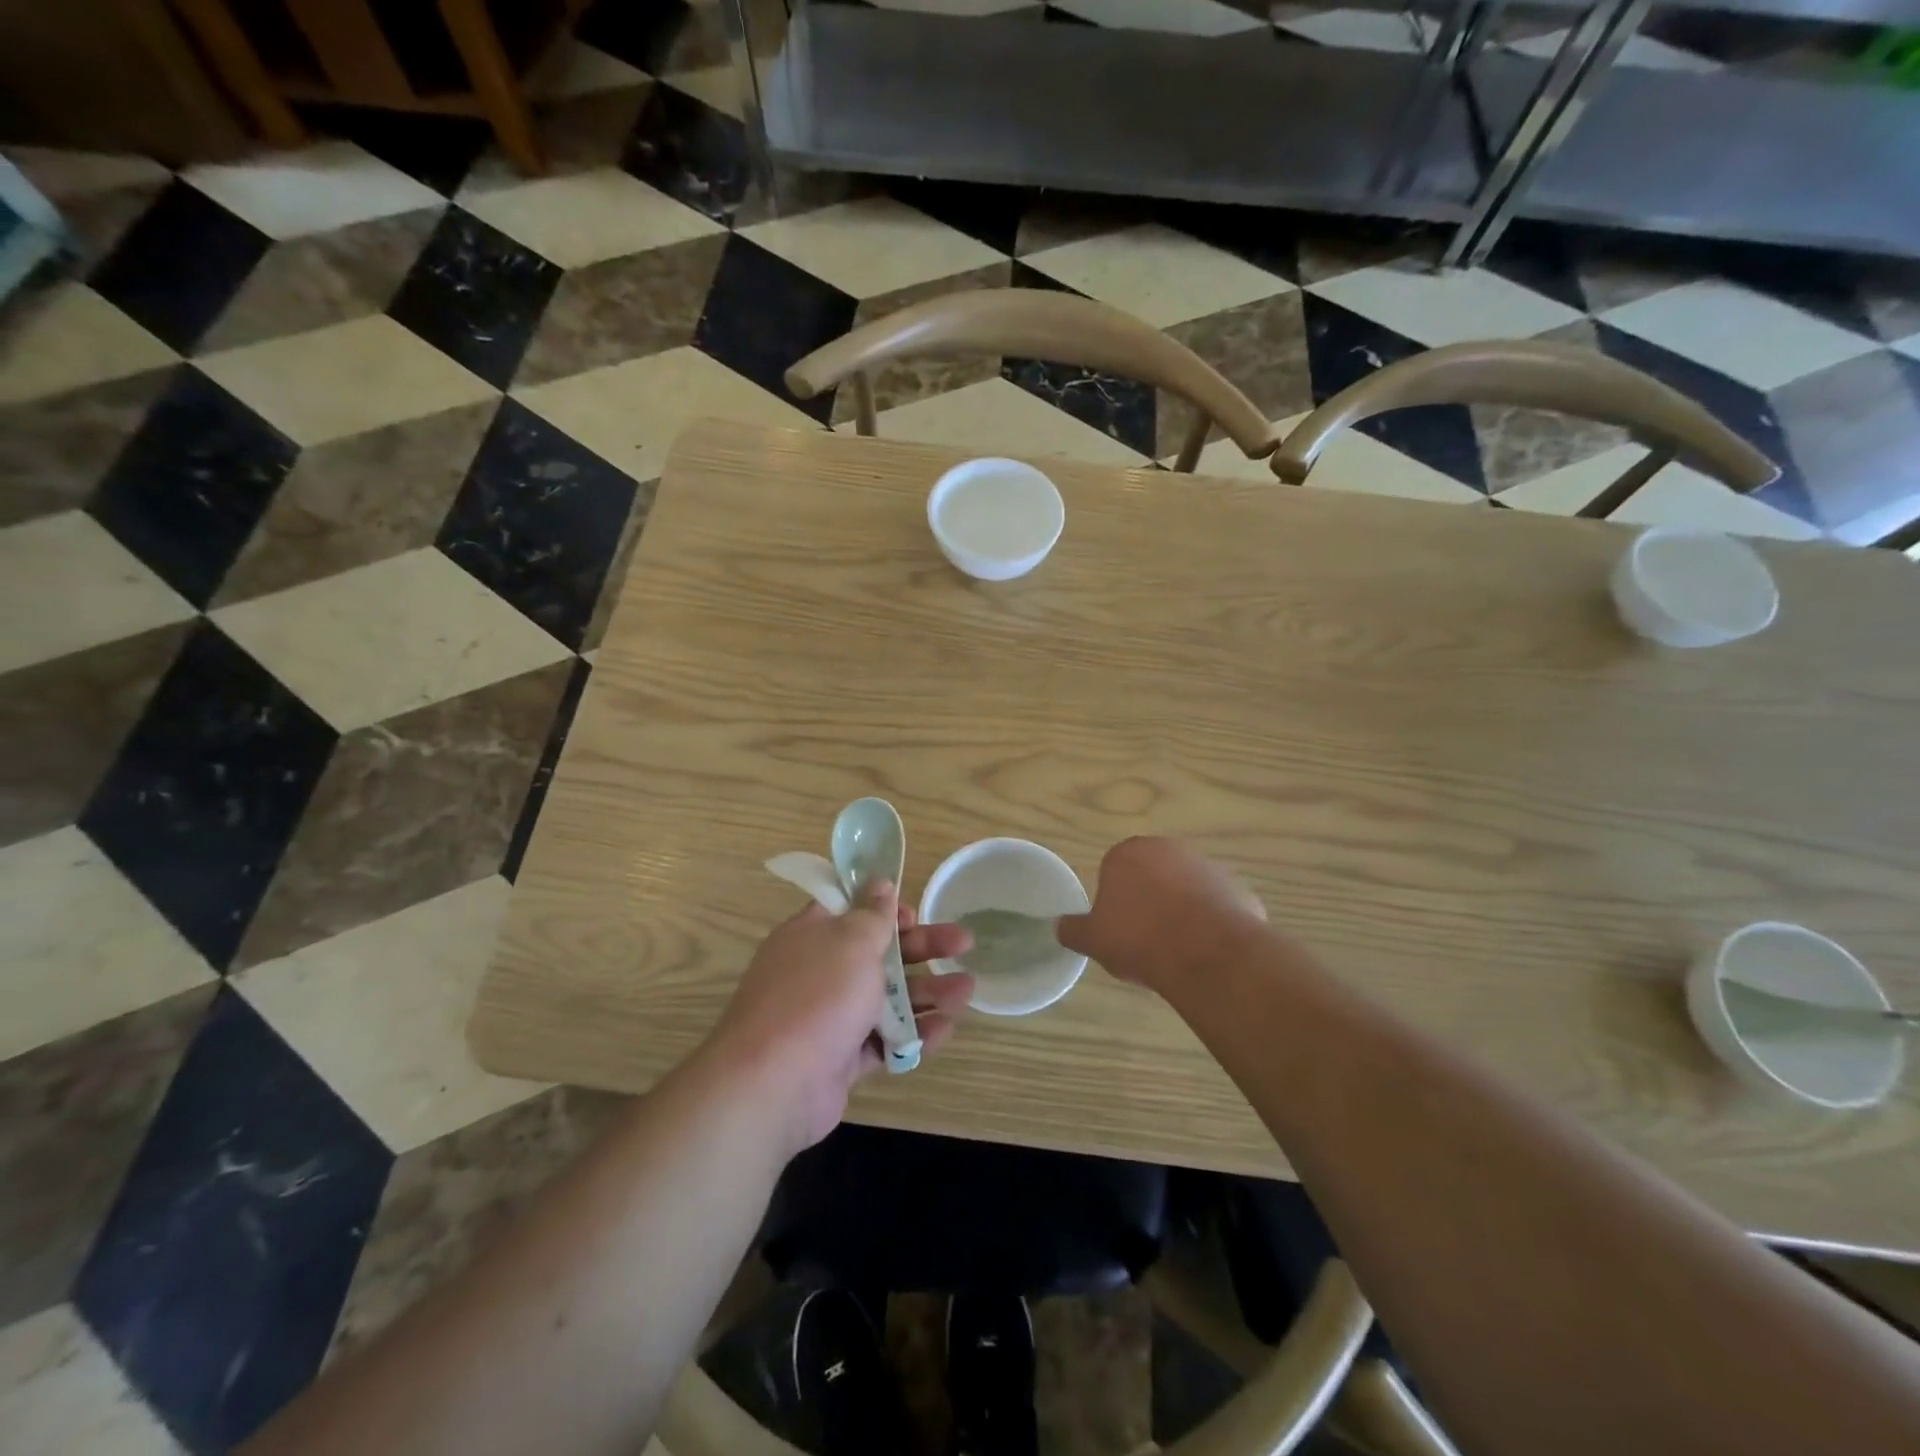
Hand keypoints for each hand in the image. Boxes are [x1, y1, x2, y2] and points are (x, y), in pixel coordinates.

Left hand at [709, 881, 974, 1155]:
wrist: (774, 1083)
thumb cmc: (818, 995)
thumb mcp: (852, 941)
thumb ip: (873, 914)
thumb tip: (879, 883)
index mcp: (814, 935)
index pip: (851, 911)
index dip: (885, 909)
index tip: (914, 914)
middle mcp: (820, 972)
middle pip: (879, 953)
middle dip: (923, 948)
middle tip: (963, 942)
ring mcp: (829, 1018)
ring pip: (886, 999)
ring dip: (927, 993)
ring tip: (966, 992)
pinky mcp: (840, 1059)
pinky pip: (882, 1041)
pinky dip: (912, 1035)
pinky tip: (944, 1030)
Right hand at [1056, 837, 1267, 994]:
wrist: (1206, 954)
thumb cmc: (1139, 939)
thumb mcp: (1093, 940)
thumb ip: (1073, 930)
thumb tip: (1058, 927)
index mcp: (1127, 853)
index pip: (1114, 870)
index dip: (1115, 901)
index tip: (1119, 928)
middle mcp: (1168, 849)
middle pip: (1153, 874)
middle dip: (1149, 900)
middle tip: (1145, 938)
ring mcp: (1208, 866)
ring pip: (1187, 889)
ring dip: (1182, 910)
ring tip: (1178, 949)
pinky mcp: (1238, 889)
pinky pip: (1218, 906)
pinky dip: (1212, 924)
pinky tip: (1207, 951)